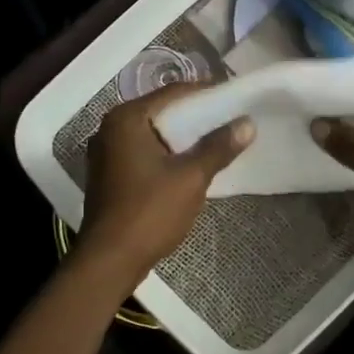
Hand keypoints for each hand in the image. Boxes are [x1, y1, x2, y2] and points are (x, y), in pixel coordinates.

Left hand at [78, 83, 254, 276]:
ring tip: (216, 138)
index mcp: (127, 119)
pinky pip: (143, 151)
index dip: (206, 93)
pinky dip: (166, 152)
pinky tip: (189, 162)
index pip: (173, 93)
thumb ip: (218, 147)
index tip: (234, 96)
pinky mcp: (108, 173)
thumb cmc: (149, 212)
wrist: (109, 261)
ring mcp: (105, 152)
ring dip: (181, 136)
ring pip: (152, 133)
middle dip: (195, 115)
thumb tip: (247, 124)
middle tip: (229, 117)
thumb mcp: (191, 178)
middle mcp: (110, 128)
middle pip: (161, 111)